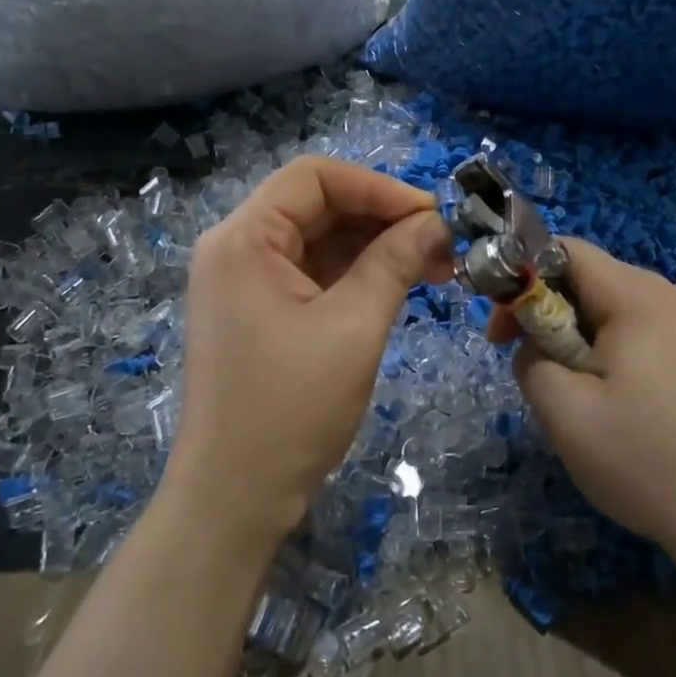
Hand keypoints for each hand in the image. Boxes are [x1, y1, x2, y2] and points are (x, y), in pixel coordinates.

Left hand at [167, 157, 453, 547]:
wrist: (234, 499)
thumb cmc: (290, 410)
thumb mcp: (353, 327)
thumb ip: (394, 262)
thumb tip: (437, 222)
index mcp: (243, 239)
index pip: (315, 177)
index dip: (378, 187)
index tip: (432, 215)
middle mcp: (236, 248)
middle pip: (317, 206)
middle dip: (381, 219)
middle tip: (442, 246)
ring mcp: (244, 282)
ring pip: (318, 240)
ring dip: (374, 247)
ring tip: (432, 269)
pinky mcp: (258, 312)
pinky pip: (312, 273)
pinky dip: (355, 274)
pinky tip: (397, 287)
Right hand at [490, 240, 675, 558]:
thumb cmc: (644, 459)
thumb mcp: (563, 410)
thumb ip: (529, 359)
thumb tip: (534, 345)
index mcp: (639, 296)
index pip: (565, 250)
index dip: (521, 277)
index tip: (500, 331)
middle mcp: (670, 297)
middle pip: (589, 280)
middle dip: (547, 315)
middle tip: (528, 368)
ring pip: (611, 311)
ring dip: (575, 340)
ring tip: (571, 394)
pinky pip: (638, 335)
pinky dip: (607, 355)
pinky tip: (610, 403)